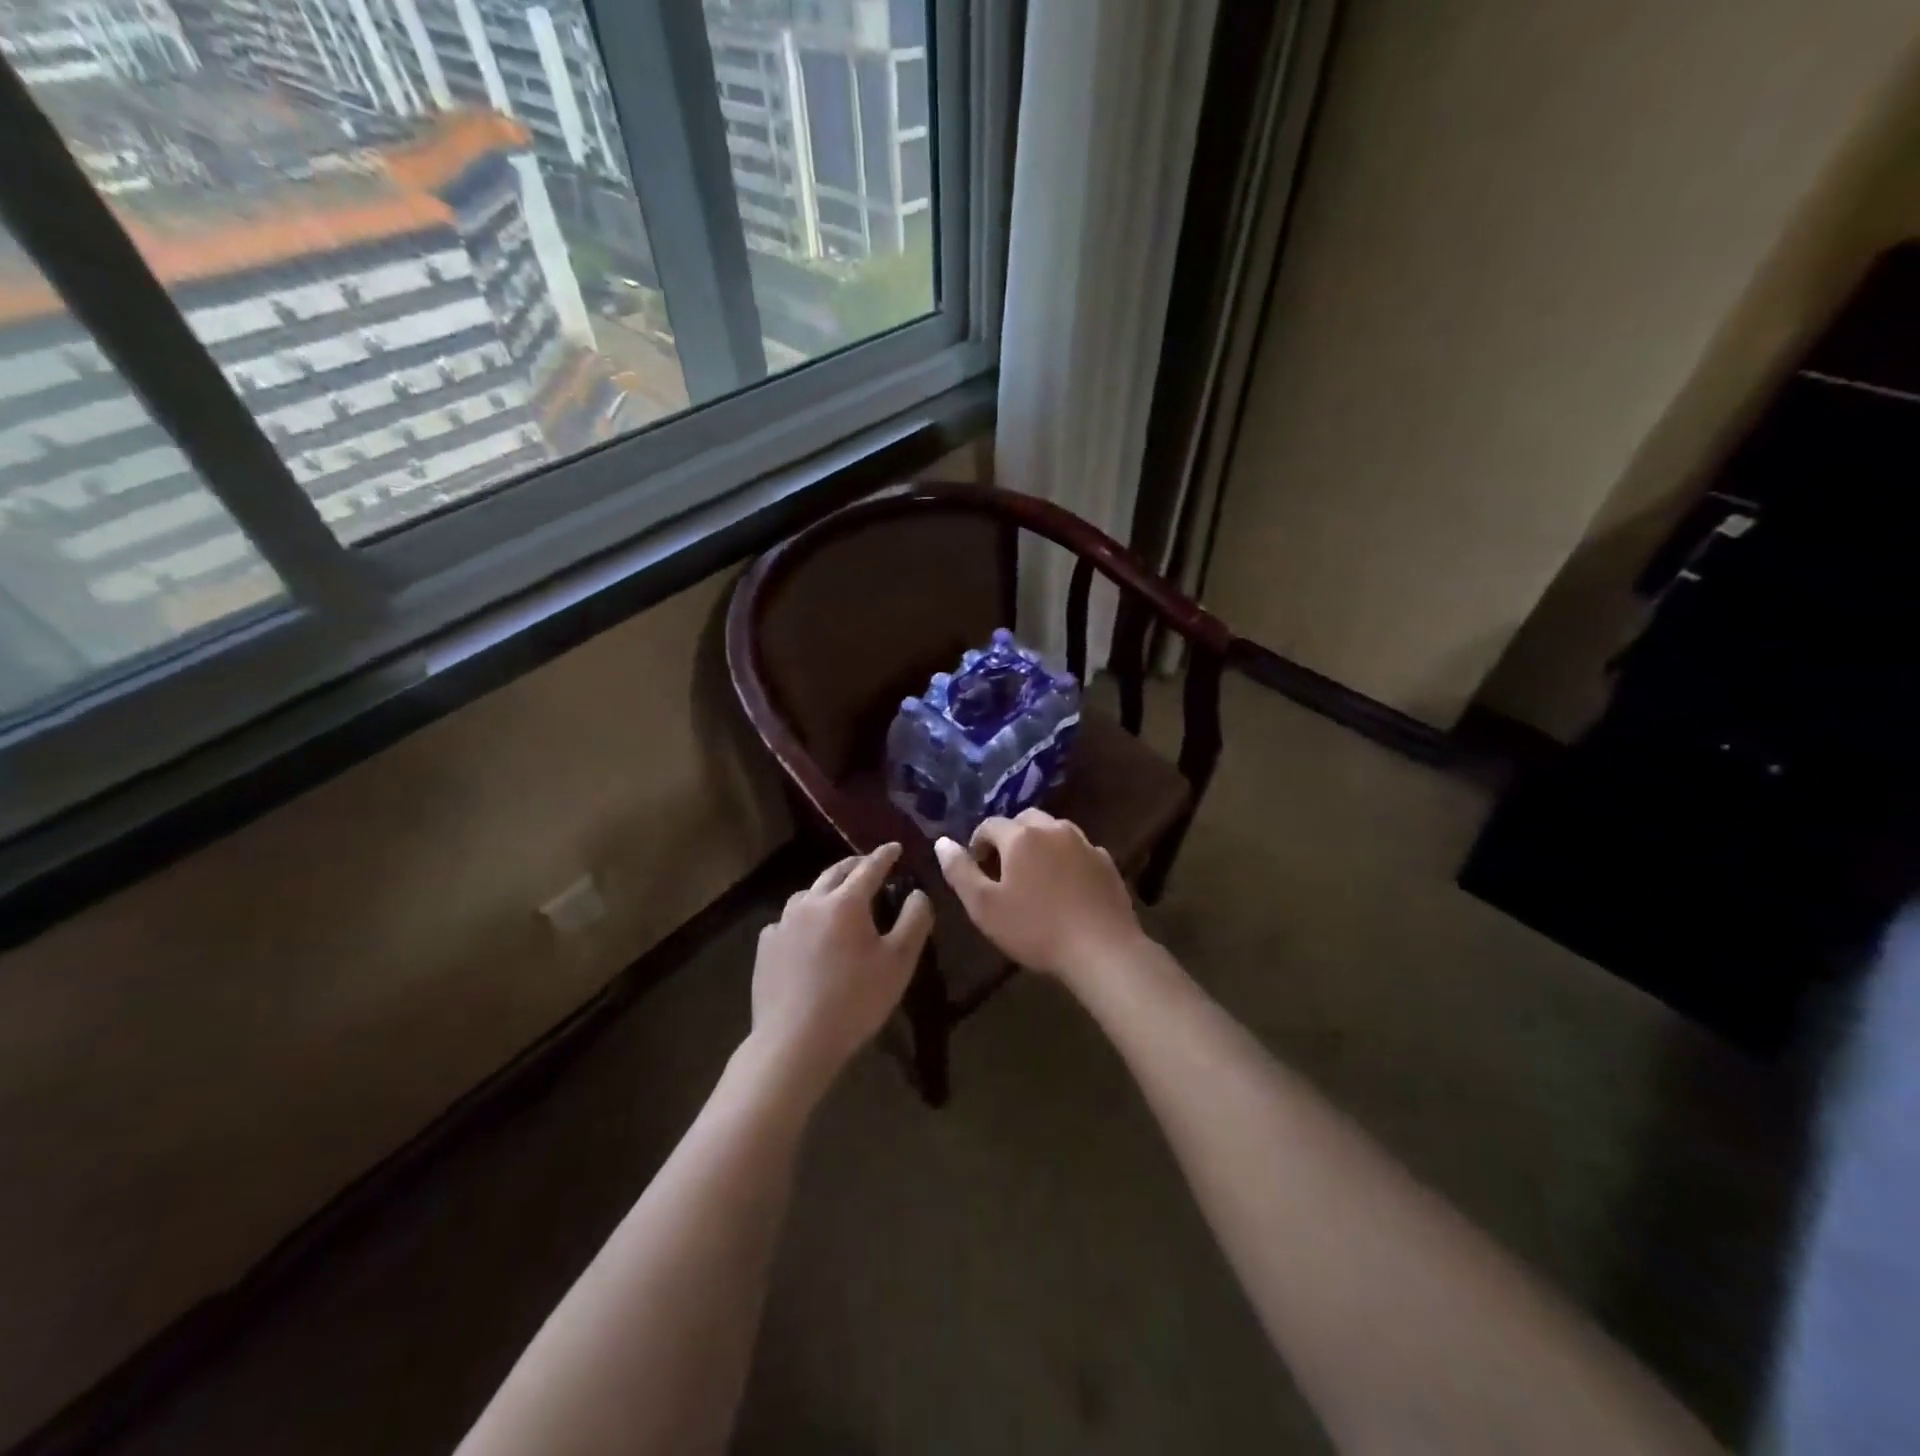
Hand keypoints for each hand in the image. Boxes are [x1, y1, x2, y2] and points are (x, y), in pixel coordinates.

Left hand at [750, 843, 931, 1090]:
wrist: (794, 1041)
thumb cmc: (855, 1000)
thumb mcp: (899, 962)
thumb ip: (914, 921)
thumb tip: (917, 893)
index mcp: (846, 902)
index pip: (869, 867)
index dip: (885, 855)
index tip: (895, 847)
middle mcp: (811, 902)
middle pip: (835, 872)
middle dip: (855, 865)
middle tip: (869, 865)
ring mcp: (783, 923)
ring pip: (808, 894)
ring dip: (827, 888)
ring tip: (838, 897)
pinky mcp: (766, 946)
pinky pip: (788, 920)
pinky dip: (803, 917)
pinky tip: (806, 933)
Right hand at [935, 809, 1144, 983]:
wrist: (1102, 949)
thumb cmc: (1035, 929)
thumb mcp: (984, 906)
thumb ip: (960, 871)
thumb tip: (942, 842)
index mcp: (1021, 836)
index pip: (990, 825)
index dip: (978, 843)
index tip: (977, 869)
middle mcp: (1053, 829)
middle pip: (1024, 820)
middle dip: (1009, 838)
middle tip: (1004, 870)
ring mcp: (1084, 843)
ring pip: (1054, 830)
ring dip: (1039, 844)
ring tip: (1035, 875)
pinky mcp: (1106, 861)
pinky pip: (1078, 849)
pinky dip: (1066, 858)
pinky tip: (1066, 886)